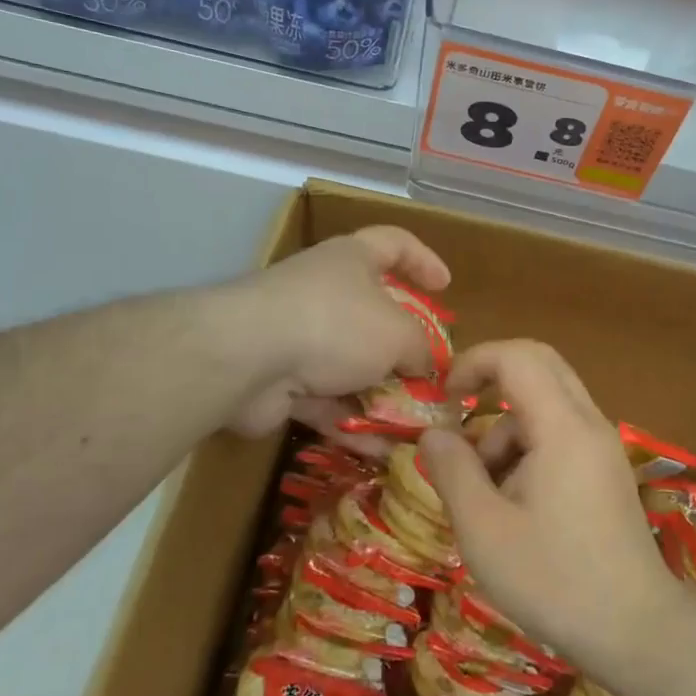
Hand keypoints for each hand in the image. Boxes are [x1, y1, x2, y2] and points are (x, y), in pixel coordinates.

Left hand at [224, 226, 450, 441]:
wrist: (249, 358)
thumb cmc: (335, 324)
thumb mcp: (398, 333)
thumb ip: (420, 348)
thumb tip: (425, 365)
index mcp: (352, 260)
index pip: (394, 244)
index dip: (423, 260)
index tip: (446, 285)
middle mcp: (325, 292)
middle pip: (372, 315)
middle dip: (403, 348)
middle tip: (430, 375)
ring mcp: (299, 338)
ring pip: (351, 367)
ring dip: (382, 397)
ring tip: (416, 427)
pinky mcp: (281, 382)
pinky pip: (328, 402)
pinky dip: (354, 423)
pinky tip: (384, 452)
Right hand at [417, 340, 679, 668]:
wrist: (638, 631)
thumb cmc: (554, 580)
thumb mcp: (484, 530)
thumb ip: (453, 471)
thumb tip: (433, 433)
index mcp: (562, 426)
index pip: (517, 356)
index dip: (473, 361)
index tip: (442, 396)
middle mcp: (589, 422)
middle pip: (538, 365)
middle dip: (491, 379)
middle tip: (457, 414)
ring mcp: (602, 446)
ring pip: (547, 402)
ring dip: (506, 426)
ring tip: (481, 489)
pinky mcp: (606, 470)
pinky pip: (561, 432)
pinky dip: (528, 446)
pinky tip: (511, 502)